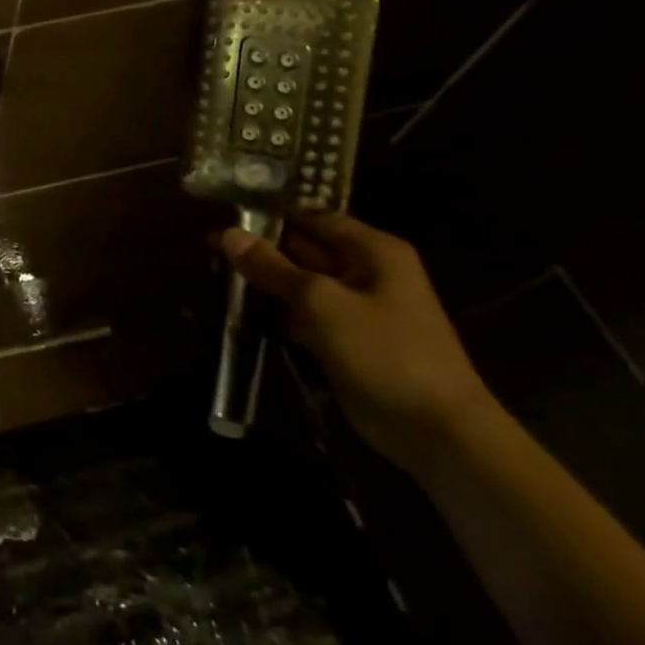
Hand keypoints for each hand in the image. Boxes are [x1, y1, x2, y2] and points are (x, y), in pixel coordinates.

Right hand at [220, 213, 496, 474]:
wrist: (438, 434)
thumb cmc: (385, 352)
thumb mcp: (321, 303)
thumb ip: (272, 267)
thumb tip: (227, 234)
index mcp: (372, 250)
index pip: (310, 216)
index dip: (268, 212)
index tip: (222, 210)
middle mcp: (364, 271)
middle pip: (302, 248)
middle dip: (259, 246)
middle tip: (206, 242)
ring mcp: (354, 308)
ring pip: (298, 283)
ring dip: (262, 281)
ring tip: (213, 270)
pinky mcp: (343, 340)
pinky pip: (302, 314)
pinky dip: (274, 311)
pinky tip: (237, 307)